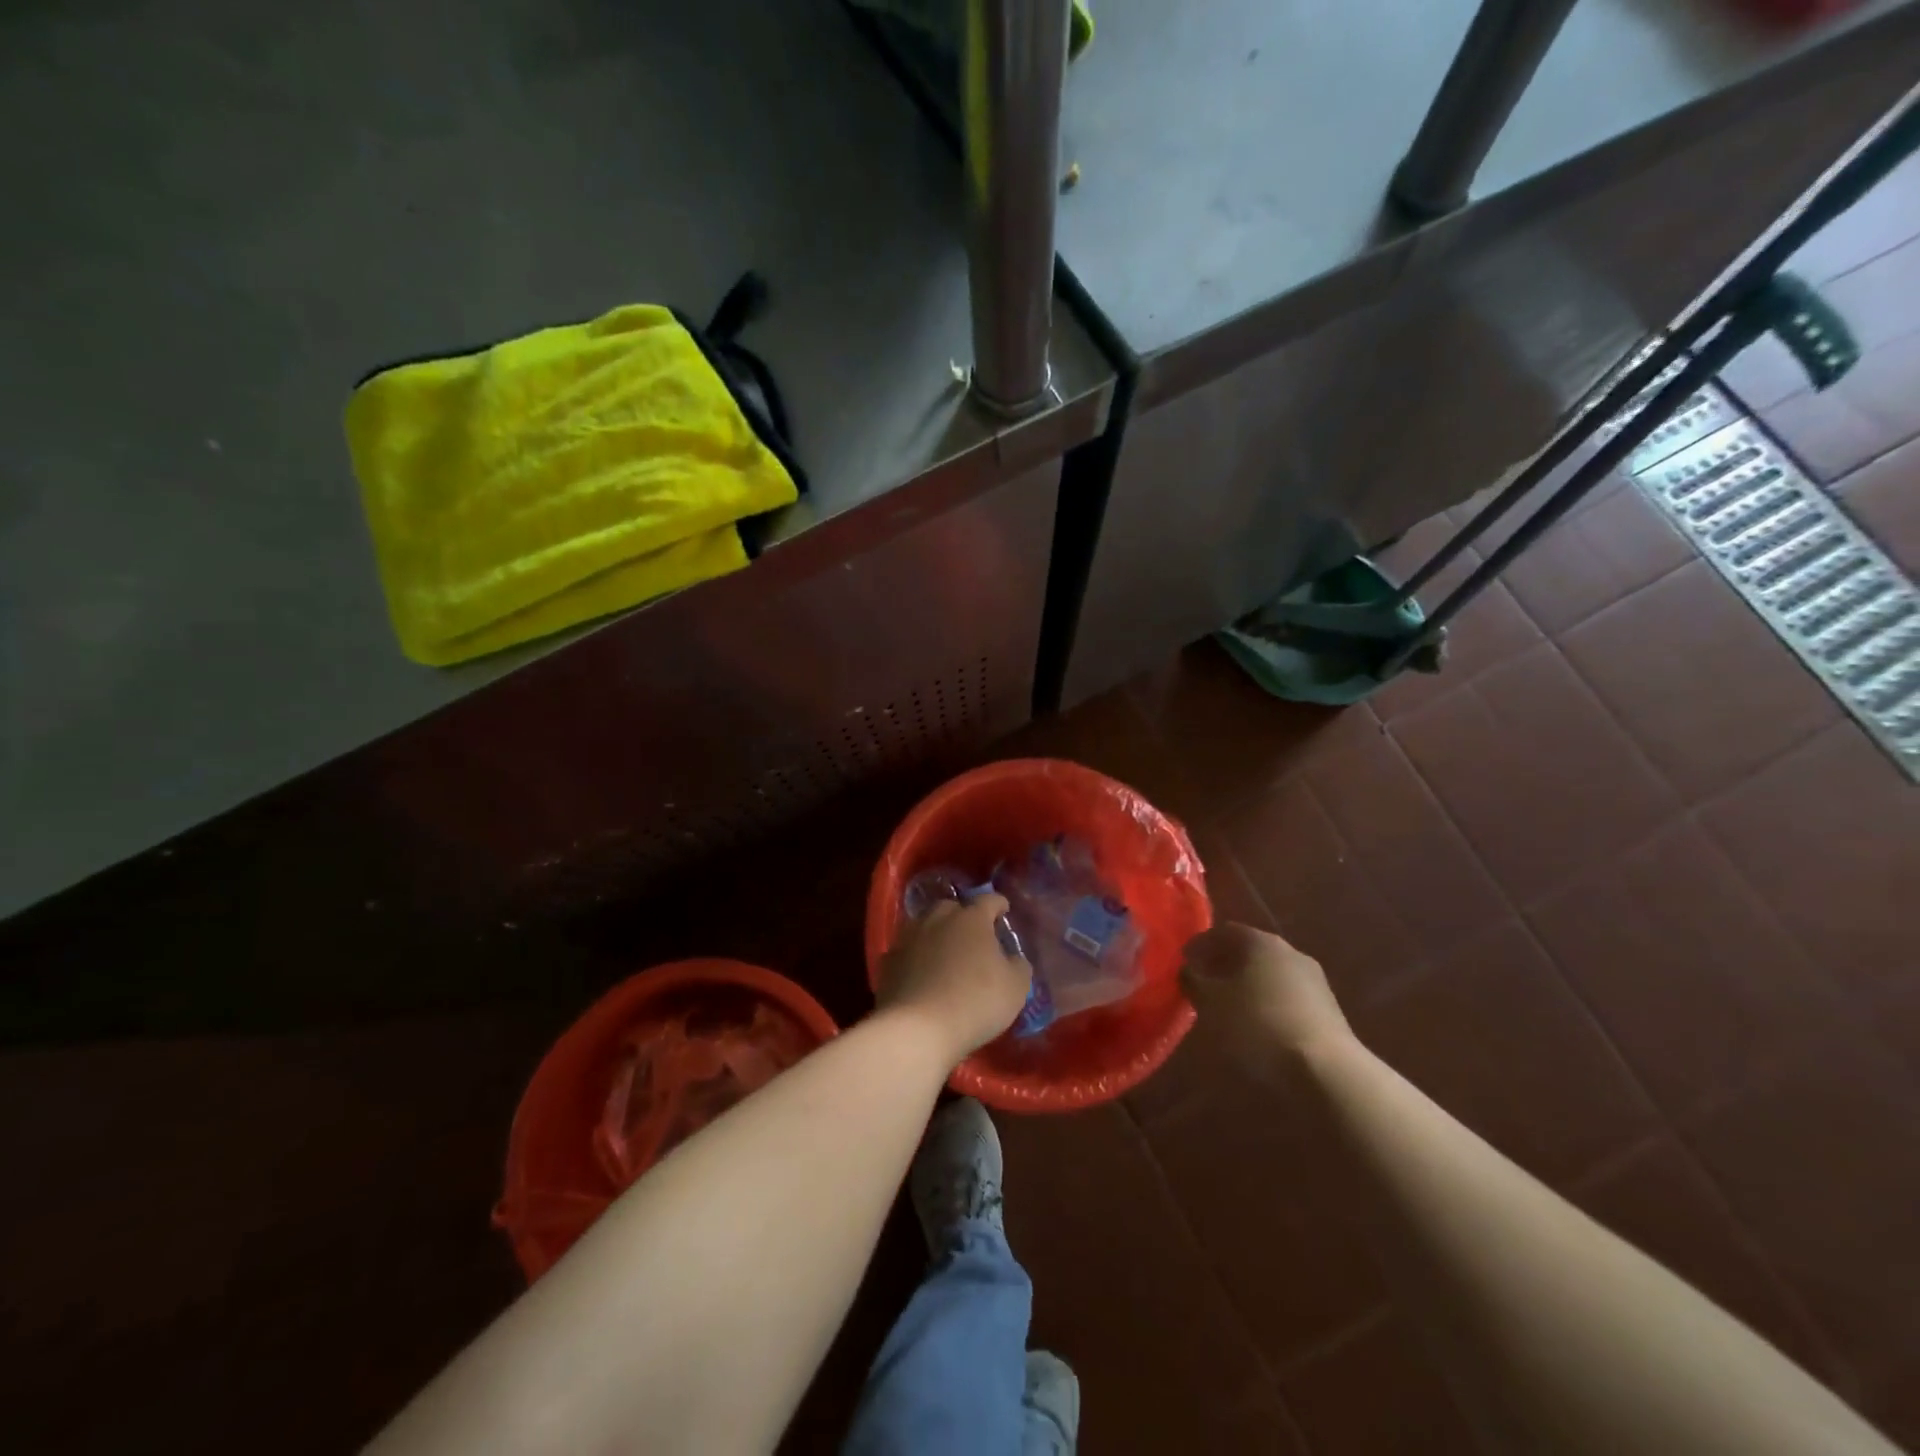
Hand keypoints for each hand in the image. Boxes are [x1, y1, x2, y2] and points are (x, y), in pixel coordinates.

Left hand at [878, 896, 1032, 1065]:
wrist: (918, 1028)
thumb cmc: (976, 1002)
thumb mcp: (1015, 988)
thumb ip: (1018, 966)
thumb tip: (1013, 959)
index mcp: (971, 919)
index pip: (988, 900)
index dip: (998, 904)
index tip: (1004, 910)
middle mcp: (937, 919)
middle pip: (952, 908)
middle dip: (963, 917)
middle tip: (973, 936)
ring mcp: (908, 938)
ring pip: (925, 927)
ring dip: (937, 935)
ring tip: (945, 954)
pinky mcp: (888, 961)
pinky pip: (907, 952)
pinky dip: (916, 958)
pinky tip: (922, 975)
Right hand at [1180, 923, 1352, 1063]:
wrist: (1326, 1071)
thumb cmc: (1258, 1026)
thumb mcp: (1211, 1003)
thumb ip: (1194, 980)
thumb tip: (1188, 969)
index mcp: (1260, 942)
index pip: (1224, 931)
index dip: (1201, 944)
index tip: (1185, 961)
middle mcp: (1290, 952)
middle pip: (1250, 951)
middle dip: (1225, 964)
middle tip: (1204, 983)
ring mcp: (1314, 981)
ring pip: (1270, 975)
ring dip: (1248, 985)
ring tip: (1229, 1009)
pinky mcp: (1328, 1011)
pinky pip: (1287, 998)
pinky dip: (1268, 1005)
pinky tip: (1258, 1027)